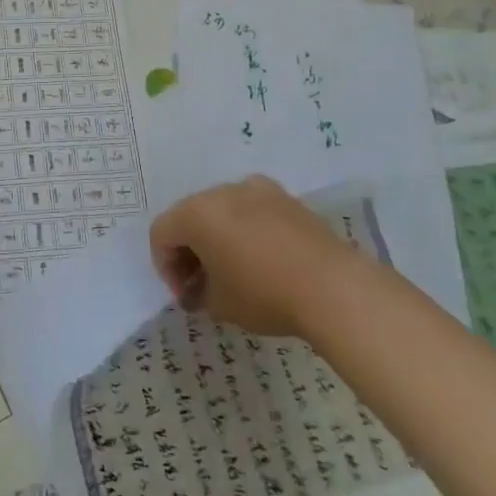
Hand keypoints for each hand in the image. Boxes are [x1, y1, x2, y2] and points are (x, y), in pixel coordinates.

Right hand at [149, 176, 351, 337]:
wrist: (334, 287)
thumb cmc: (264, 294)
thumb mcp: (220, 305)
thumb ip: (198, 293)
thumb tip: (197, 291)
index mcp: (196, 213)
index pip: (161, 233)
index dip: (165, 266)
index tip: (185, 295)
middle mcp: (221, 191)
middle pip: (190, 216)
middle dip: (190, 250)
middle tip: (202, 284)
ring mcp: (256, 190)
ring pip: (222, 210)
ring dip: (218, 237)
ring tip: (234, 271)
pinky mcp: (286, 198)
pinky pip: (252, 210)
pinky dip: (247, 230)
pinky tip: (264, 259)